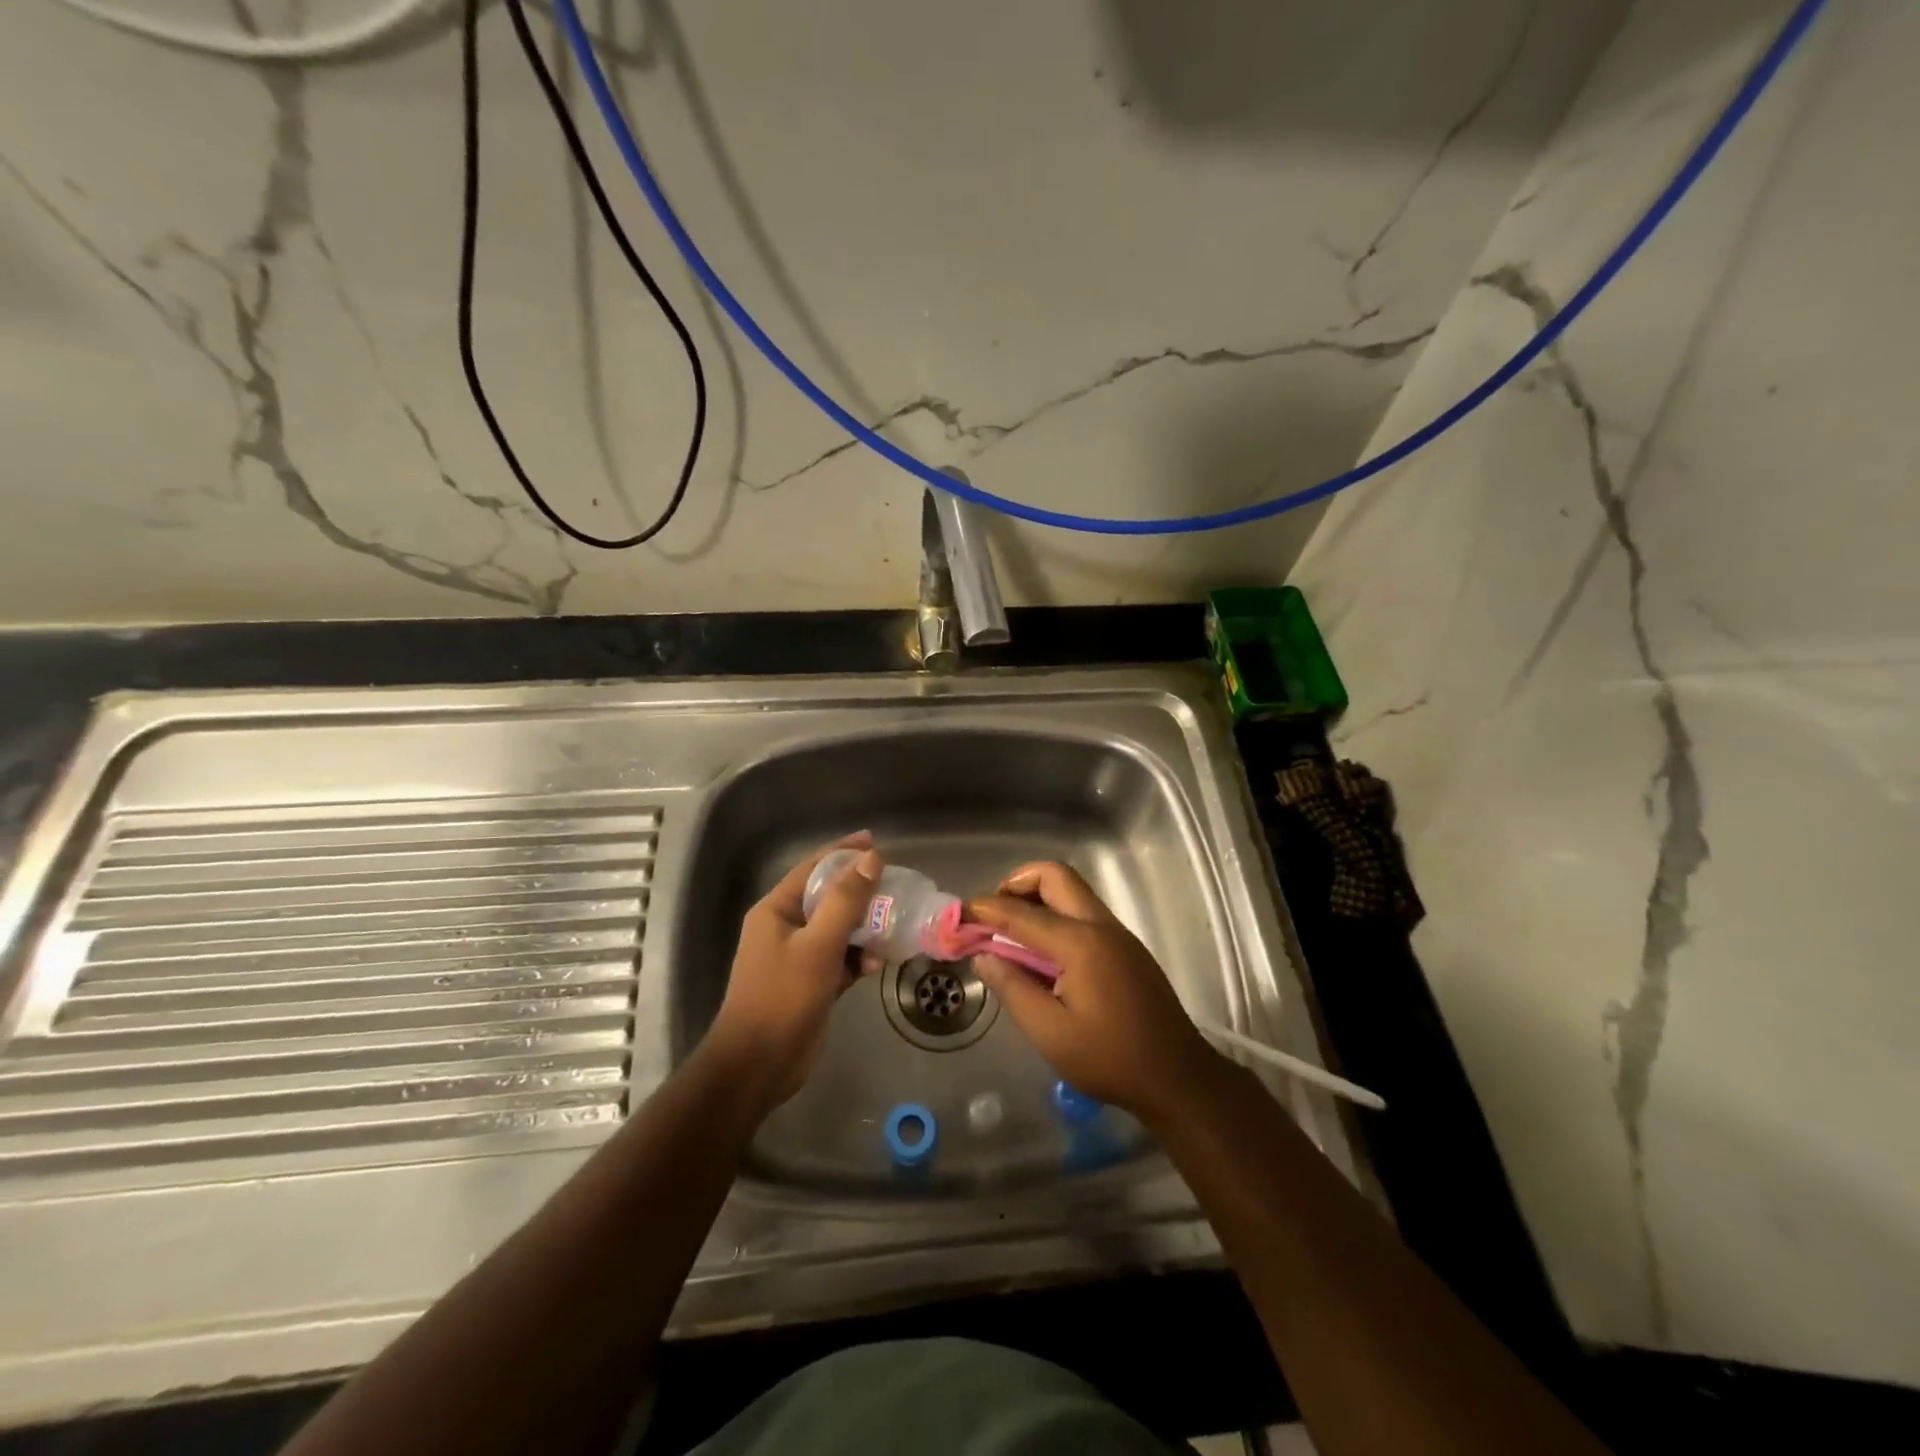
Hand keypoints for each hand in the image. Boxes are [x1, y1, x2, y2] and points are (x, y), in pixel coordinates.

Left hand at [704, 834, 885, 1113]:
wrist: (758, 1066)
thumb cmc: (783, 998)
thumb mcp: (818, 945)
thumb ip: (845, 901)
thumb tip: (872, 858)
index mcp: (777, 910)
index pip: (813, 868)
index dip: (844, 853)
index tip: (876, 842)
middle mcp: (786, 927)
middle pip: (829, 897)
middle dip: (862, 892)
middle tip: (896, 886)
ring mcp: (798, 957)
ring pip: (839, 929)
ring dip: (865, 928)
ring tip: (894, 926)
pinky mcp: (812, 983)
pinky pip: (841, 958)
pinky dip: (859, 957)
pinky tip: (877, 964)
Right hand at [967, 862, 1214, 1120]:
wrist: (1177, 1077)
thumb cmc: (1110, 1058)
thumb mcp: (1050, 1032)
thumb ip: (1012, 988)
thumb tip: (984, 956)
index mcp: (1079, 943)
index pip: (1020, 912)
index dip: (984, 910)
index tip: (958, 916)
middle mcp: (1100, 925)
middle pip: (1054, 876)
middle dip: (1016, 884)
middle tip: (993, 915)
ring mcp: (1117, 933)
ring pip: (1072, 890)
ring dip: (1038, 898)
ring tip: (1012, 934)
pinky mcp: (1126, 946)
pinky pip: (1084, 912)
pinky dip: (1056, 915)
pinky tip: (1043, 954)